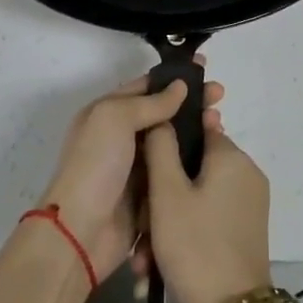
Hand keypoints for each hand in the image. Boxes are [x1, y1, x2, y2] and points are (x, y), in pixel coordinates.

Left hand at [38, 71, 223, 284]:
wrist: (80, 233)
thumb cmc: (95, 165)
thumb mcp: (115, 119)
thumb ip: (150, 102)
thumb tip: (180, 86)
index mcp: (108, 113)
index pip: (146, 87)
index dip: (174, 78)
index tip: (205, 70)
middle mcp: (122, 137)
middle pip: (164, 113)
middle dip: (191, 103)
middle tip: (220, 96)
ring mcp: (137, 168)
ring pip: (173, 143)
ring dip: (196, 131)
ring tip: (221, 124)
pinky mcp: (150, 196)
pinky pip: (176, 172)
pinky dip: (193, 163)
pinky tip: (215, 155)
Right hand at [142, 121, 271, 302]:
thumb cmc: (195, 246)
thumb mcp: (167, 194)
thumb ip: (161, 148)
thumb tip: (164, 117)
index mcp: (232, 156)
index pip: (196, 129)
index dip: (166, 146)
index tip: (143, 171)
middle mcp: (246, 174)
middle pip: (193, 169)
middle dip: (161, 196)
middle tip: (140, 227)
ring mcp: (249, 205)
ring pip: (196, 199)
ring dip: (167, 223)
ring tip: (145, 259)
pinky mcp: (246, 232)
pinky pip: (208, 220)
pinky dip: (184, 236)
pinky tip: (157, 269)